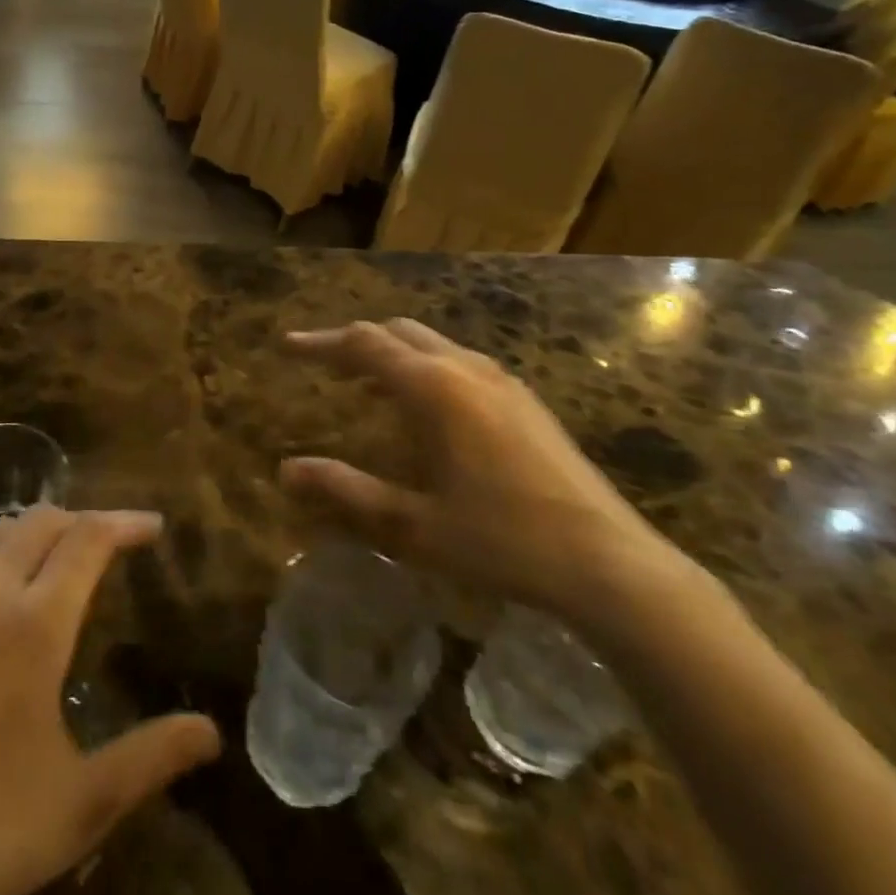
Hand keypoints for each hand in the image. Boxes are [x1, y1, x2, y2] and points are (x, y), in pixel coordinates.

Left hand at [0, 508, 221, 894]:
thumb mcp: (79, 805)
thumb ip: (151, 757)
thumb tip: (211, 733)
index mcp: (32, 624)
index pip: (89, 538)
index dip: (126, 523)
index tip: (153, 528)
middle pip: (41, 520)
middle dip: (83, 521)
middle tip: (109, 546)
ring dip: (34, 534)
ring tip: (55, 564)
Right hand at [282, 320, 684, 632]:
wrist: (609, 562)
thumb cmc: (502, 541)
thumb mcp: (413, 526)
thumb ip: (347, 493)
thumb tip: (286, 471)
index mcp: (434, 388)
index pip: (362, 344)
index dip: (320, 341)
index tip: (287, 344)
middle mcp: (465, 368)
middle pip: (397, 332)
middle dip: (355, 342)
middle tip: (324, 366)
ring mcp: (501, 380)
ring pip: (431, 343)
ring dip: (391, 354)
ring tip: (365, 385)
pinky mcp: (524, 399)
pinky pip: (458, 362)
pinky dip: (424, 367)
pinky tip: (424, 410)